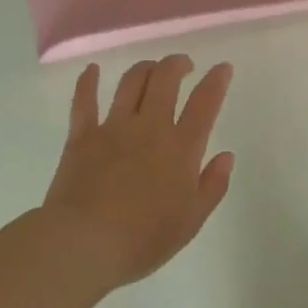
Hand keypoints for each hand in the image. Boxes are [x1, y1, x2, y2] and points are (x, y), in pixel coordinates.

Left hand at [41, 55, 235, 291]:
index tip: (222, 67)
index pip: (205, 103)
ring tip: (152, 69)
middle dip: (178, 64)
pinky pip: (84, 100)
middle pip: (166, 79)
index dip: (216, 81)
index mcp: (181, 148)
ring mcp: (113, 128)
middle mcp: (150, 127)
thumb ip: (213, 186)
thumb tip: (226, 156)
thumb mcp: (191, 221)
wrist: (85, 243)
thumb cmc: (143, 239)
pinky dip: (88, 81)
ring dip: (145, 68)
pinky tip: (92, 70)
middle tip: (184, 66)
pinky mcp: (81, 136)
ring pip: (131, 82)